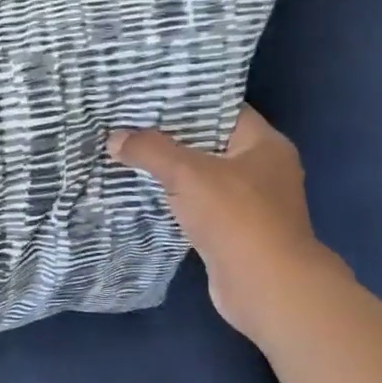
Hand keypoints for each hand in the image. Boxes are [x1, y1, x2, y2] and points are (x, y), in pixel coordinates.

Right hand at [109, 106, 345, 340]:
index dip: (186, 100)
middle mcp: (263, 169)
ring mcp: (251, 203)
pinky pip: (199, 204)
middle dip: (170, 136)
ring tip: (128, 154)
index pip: (222, 108)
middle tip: (129, 124)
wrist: (266, 287)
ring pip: (202, 176)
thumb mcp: (188, 174)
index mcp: (265, 144)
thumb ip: (150, 150)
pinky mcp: (235, 231)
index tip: (148, 95)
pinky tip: (143, 193)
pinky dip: (175, 199)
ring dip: (170, 170)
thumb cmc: (236, 217)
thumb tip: (115, 138)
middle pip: (209, 142)